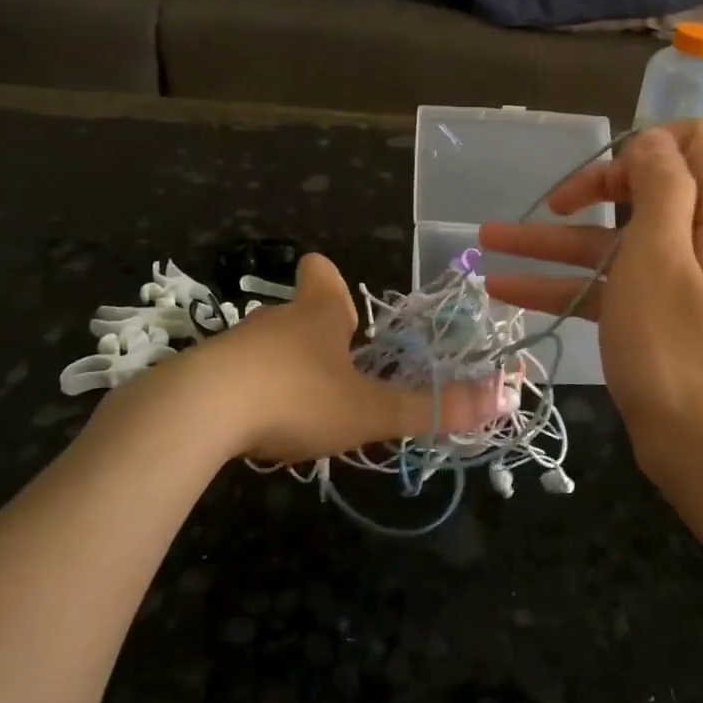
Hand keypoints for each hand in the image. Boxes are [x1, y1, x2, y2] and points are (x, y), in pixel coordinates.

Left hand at [123, 252, 510, 466]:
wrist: (197, 413)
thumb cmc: (296, 396)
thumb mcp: (369, 410)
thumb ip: (432, 408)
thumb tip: (505, 399)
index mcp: (318, 314)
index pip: (322, 274)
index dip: (329, 279)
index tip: (338, 299)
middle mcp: (276, 320)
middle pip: (297, 313)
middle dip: (316, 335)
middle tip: (338, 369)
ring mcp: (234, 345)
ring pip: (266, 347)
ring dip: (285, 369)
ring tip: (302, 408)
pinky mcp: (203, 374)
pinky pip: (236, 377)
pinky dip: (250, 394)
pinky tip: (255, 427)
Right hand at [479, 121, 702, 487]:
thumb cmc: (679, 346)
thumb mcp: (660, 254)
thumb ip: (660, 185)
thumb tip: (652, 140)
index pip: (693, 141)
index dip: (644, 143)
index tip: (602, 171)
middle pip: (646, 189)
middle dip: (592, 189)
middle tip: (551, 205)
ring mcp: (682, 279)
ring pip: (614, 242)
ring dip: (555, 242)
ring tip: (488, 240)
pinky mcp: (659, 315)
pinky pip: (610, 285)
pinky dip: (564, 284)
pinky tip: (505, 289)